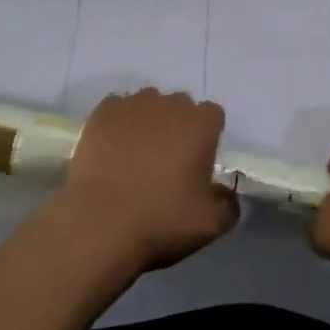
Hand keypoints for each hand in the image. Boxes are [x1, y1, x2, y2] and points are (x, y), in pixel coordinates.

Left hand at [60, 89, 237, 271]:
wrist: (100, 225)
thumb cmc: (161, 220)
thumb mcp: (210, 224)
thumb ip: (229, 205)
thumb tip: (228, 194)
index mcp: (201, 123)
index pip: (213, 116)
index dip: (206, 138)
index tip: (196, 164)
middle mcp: (170, 104)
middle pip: (180, 107)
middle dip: (177, 128)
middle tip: (166, 164)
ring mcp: (134, 104)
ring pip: (148, 106)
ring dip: (147, 123)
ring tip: (135, 158)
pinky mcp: (103, 112)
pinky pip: (116, 110)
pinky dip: (117, 124)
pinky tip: (111, 151)